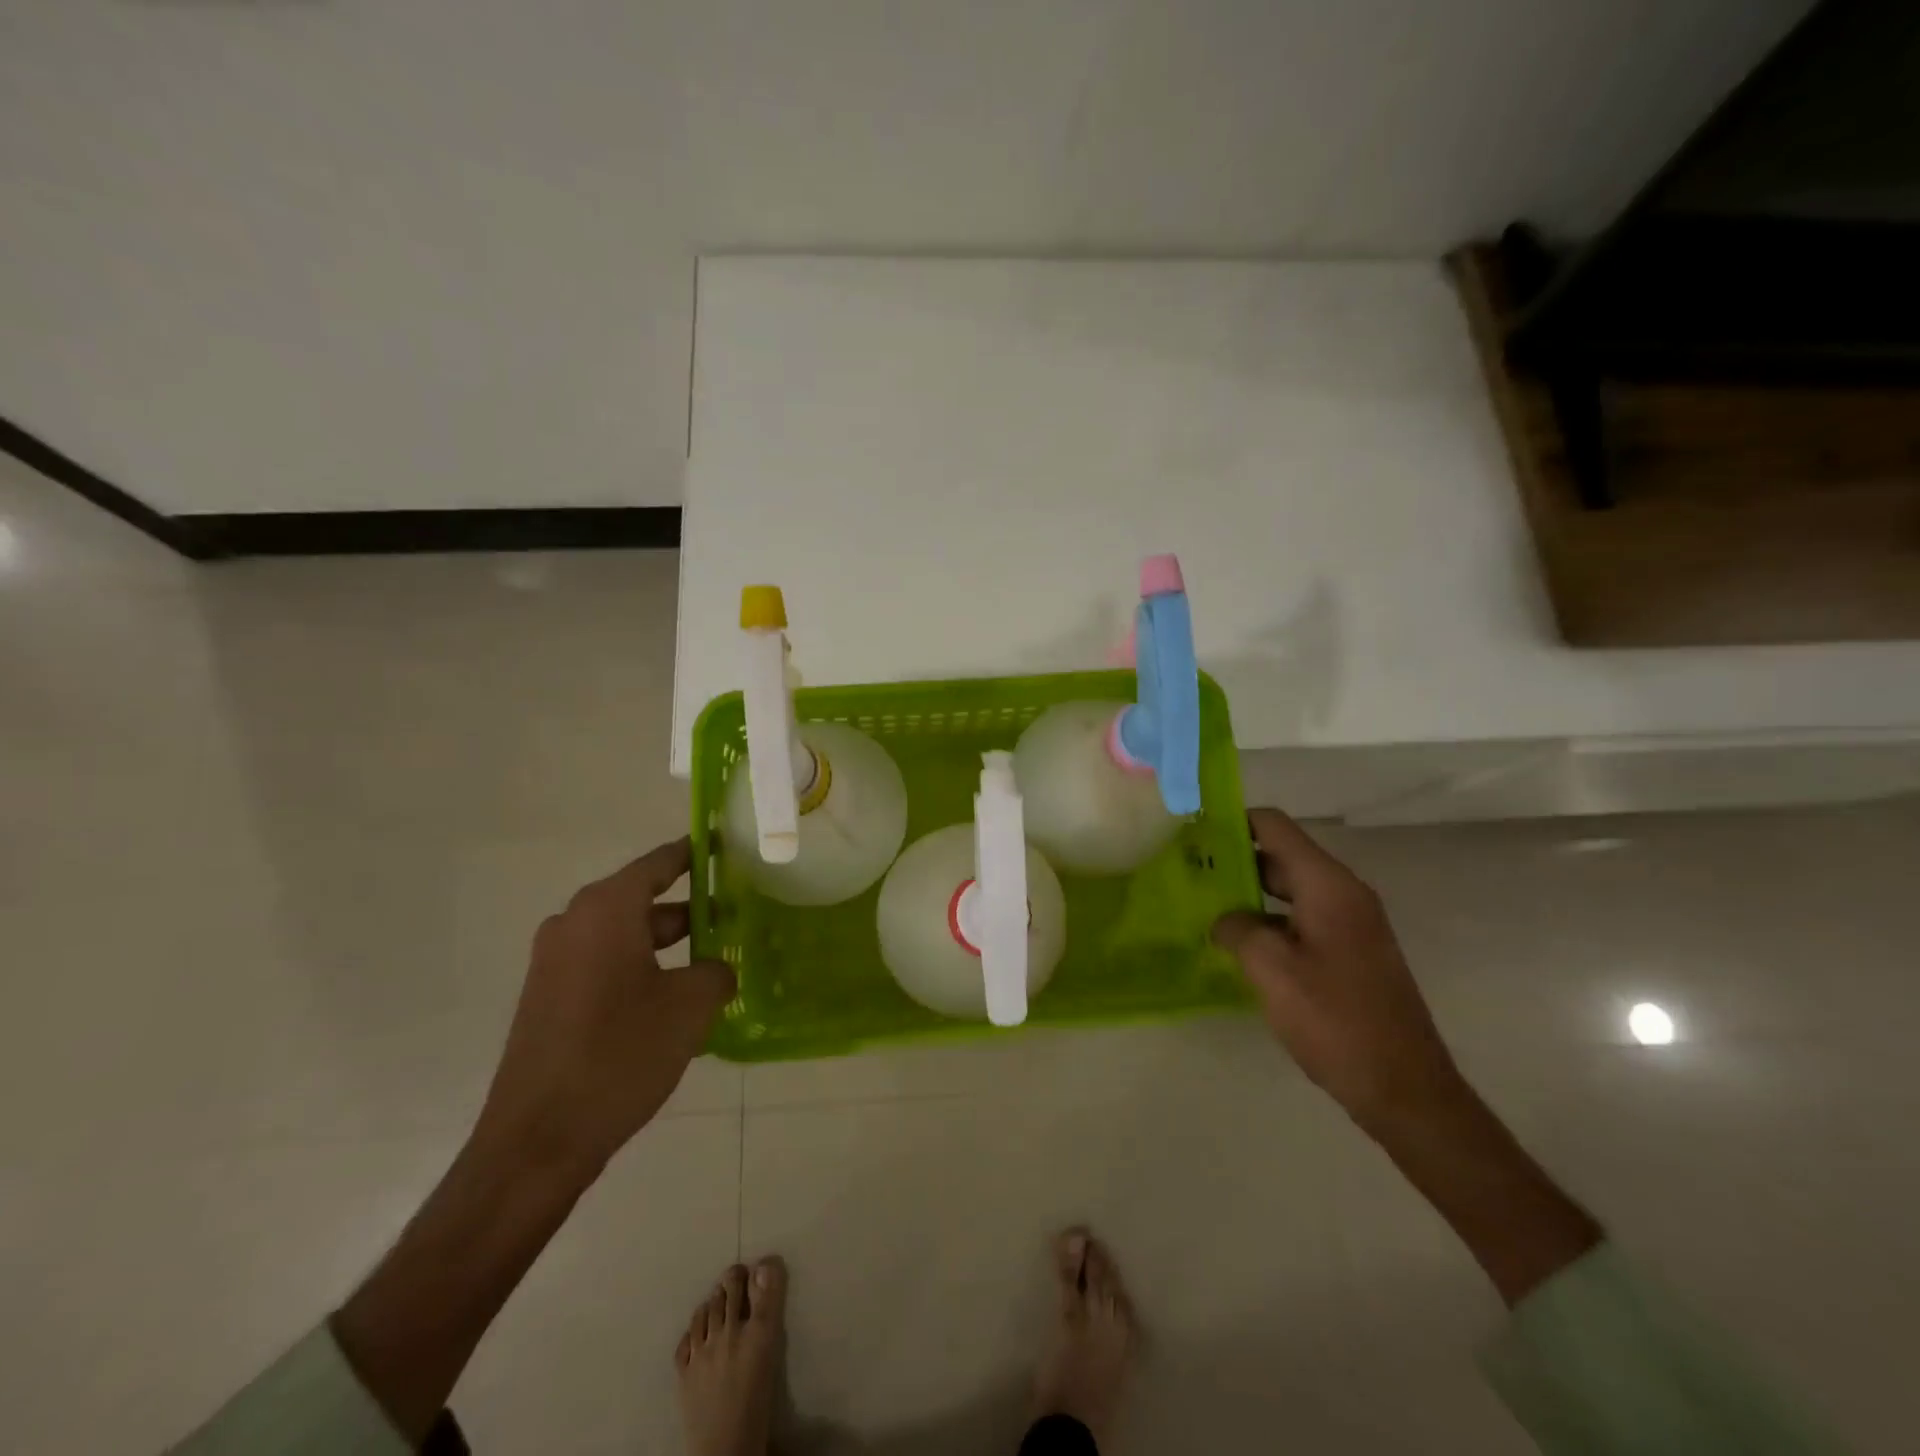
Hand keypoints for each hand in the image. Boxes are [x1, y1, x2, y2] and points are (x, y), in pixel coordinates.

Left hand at [475, 837, 735, 1184]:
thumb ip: (715, 971)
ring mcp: (556, 963)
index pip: (659, 864)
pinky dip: (642, 969)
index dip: (695, 854)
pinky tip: (676, 1000)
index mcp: (606, 910)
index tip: (725, 847)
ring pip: (626, 936)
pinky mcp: (549, 998)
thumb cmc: (620, 1054)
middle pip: (643, 900)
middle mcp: (574, 924)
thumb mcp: (690, 1006)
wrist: (538, 1140)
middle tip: (736, 916)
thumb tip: (715, 969)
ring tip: (715, 961)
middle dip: (691, 908)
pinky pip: (606, 965)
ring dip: (669, 944)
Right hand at [1212, 808, 1463, 1130]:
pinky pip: (1301, 918)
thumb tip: (1224, 919)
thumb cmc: (1335, 1020)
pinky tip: (1237, 942)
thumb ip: (1238, 929)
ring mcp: (1351, 924)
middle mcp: (1343, 894)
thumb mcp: (1272, 970)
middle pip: (1282, 855)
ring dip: (1249, 892)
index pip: (1275, 826)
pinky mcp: (1350, 952)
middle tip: (1187, 871)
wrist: (1404, 1088)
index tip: (1192, 832)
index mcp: (1328, 886)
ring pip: (1290, 889)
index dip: (1233, 821)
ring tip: (1203, 904)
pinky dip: (1268, 919)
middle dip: (1234, 858)